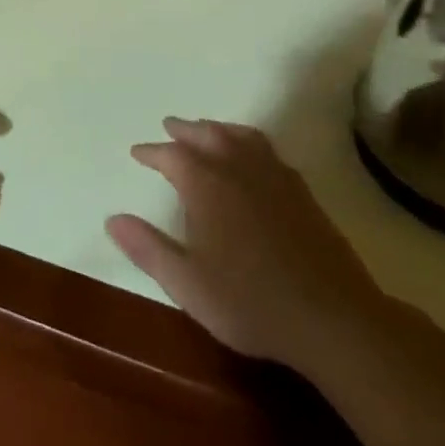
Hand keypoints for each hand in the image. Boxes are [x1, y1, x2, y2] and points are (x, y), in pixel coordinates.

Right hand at [106, 117, 389, 372]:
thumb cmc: (249, 302)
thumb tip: (112, 219)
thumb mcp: (186, 283)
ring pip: (243, 137)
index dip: (153, 152)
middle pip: (209, 135)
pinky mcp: (303, 195)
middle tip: (170, 126)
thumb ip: (147, 248)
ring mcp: (276, 179)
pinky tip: (252, 160)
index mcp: (208, 186)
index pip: (173, 155)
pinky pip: (269, 152)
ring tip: (208, 130)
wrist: (332, 320)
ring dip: (220, 129)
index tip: (138, 152)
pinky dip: (250, 143)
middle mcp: (240, 171)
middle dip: (186, 129)